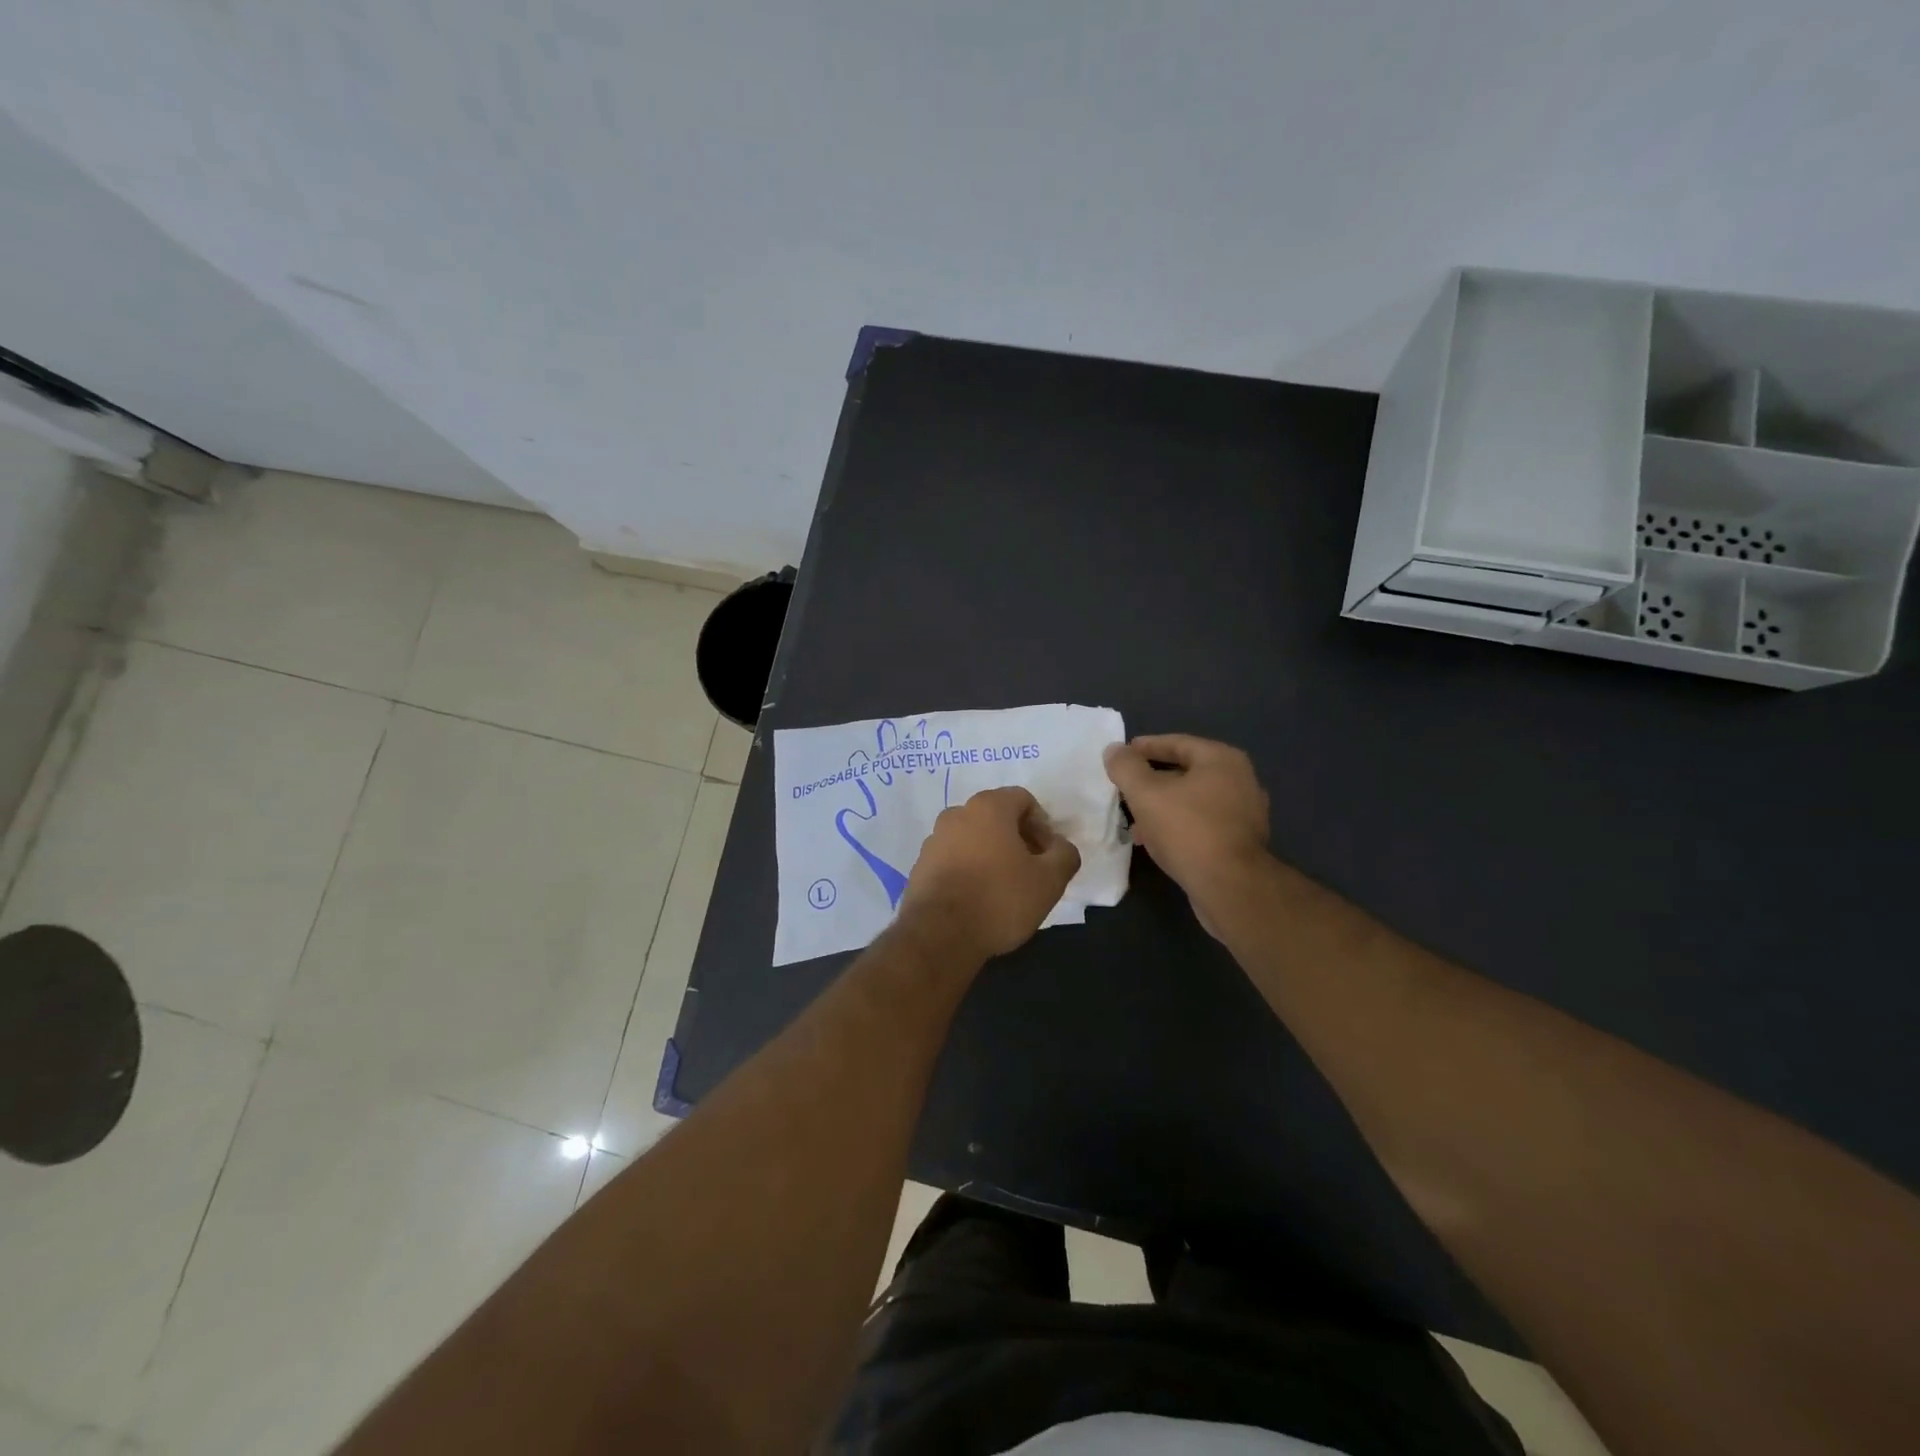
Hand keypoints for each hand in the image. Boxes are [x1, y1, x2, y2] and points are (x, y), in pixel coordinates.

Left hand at [897, 787, 1081, 962]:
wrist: (940, 935)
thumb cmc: (1000, 899)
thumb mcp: (1050, 880)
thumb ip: (1064, 855)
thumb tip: (1060, 847)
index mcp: (988, 807)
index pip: (1023, 799)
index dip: (1042, 824)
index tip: (1047, 855)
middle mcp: (956, 814)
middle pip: (996, 816)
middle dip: (1017, 838)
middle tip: (1030, 870)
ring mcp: (934, 839)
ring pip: (972, 837)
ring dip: (991, 853)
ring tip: (1003, 887)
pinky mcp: (920, 865)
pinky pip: (952, 858)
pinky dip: (968, 869)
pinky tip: (977, 898)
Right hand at [1104, 735, 1270, 935]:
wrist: (1231, 887)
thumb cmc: (1188, 830)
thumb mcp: (1146, 794)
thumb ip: (1126, 767)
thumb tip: (1114, 750)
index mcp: (1222, 759)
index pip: (1176, 743)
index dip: (1145, 747)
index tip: (1121, 755)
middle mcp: (1240, 779)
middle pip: (1185, 771)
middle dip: (1151, 781)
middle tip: (1124, 789)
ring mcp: (1246, 812)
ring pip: (1193, 800)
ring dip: (1162, 806)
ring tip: (1134, 821)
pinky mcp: (1242, 841)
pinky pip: (1203, 822)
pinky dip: (1179, 825)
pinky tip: (1157, 841)